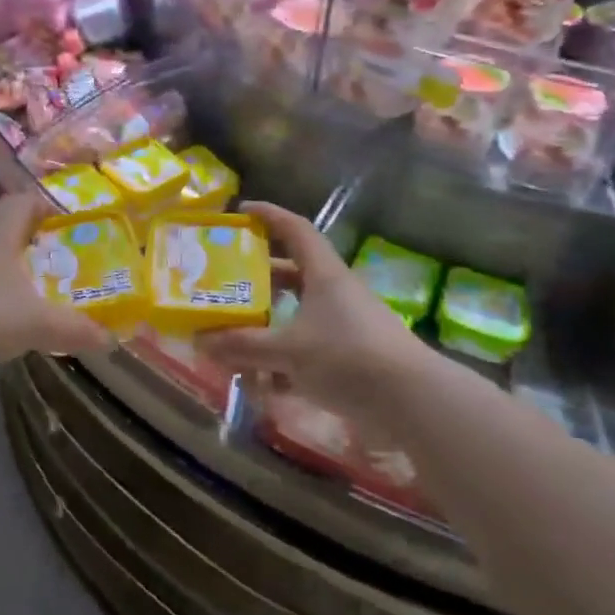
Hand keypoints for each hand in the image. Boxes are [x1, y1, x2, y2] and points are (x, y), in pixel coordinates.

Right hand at [199, 201, 432, 416]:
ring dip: (268, 325)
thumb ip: (244, 346)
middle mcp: (336, 292)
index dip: (269, 216)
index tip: (241, 211)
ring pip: (298, 315)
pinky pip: (310, 348)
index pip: (295, 230)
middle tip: (226, 283)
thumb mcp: (289, 351)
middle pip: (292, 274)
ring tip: (236, 338)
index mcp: (324, 274)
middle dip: (259, 279)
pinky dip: (285, 359)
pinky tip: (264, 384)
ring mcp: (347, 325)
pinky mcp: (354, 356)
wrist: (414, 403)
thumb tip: (201, 340)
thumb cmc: (348, 358)